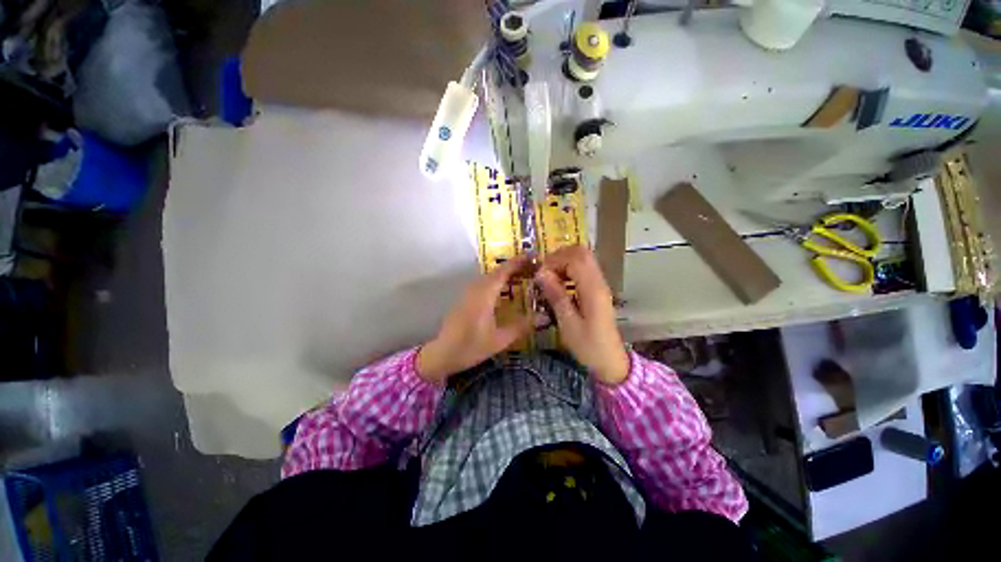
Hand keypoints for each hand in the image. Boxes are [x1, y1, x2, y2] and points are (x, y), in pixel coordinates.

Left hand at [417, 256, 532, 383]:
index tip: (535, 257)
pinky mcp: (466, 297)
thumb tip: (544, 317)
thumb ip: (522, 326)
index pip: (504, 271)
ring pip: (491, 276)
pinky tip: (507, 289)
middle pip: (498, 271)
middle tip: (535, 268)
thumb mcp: (499, 340)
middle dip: (516, 267)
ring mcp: (469, 292)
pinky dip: (499, 281)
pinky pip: (486, 283)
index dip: (519, 262)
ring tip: (525, 276)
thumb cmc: (471, 346)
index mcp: (484, 294)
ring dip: (507, 273)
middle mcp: (476, 288)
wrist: (442, 354)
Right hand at [535, 246, 628, 385]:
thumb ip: (556, 296)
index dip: (554, 260)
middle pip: (582, 253)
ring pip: (583, 258)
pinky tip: (559, 284)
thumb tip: (541, 273)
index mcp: (593, 290)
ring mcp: (600, 284)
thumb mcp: (568, 324)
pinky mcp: (598, 289)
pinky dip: (569, 270)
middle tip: (544, 271)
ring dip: (564, 262)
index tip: (539, 274)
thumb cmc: (588, 346)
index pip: (575, 258)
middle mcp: (599, 282)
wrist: (611, 361)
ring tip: (549, 277)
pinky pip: (584, 269)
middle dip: (559, 256)